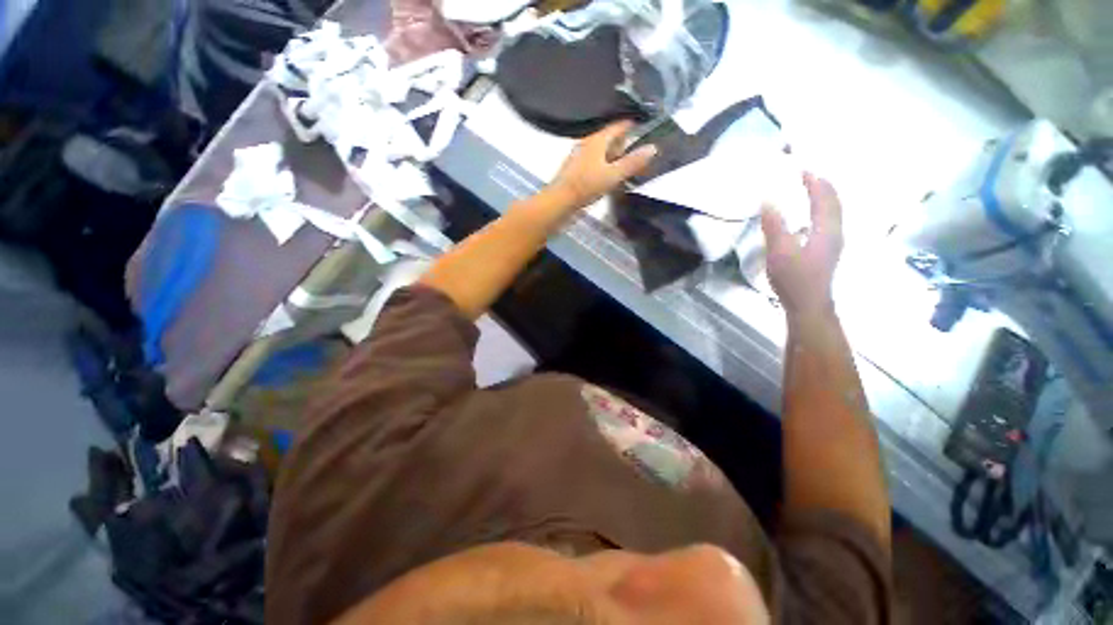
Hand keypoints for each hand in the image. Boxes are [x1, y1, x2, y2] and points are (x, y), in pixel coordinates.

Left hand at [548, 121, 657, 210]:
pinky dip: (604, 166)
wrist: (559, 202)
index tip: (646, 128)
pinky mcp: (575, 170)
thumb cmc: (586, 186)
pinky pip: (594, 163)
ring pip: (601, 152)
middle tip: (639, 152)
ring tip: (627, 165)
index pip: (618, 126)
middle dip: (624, 143)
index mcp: (597, 140)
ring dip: (614, 156)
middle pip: (609, 139)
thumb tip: (653, 147)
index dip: (632, 125)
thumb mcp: (613, 175)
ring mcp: (579, 157)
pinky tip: (609, 177)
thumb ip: (632, 162)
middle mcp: (587, 144)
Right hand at [760, 173, 843, 319]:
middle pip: (835, 203)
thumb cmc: (794, 278)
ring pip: (834, 214)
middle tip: (810, 177)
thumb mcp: (779, 251)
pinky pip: (829, 223)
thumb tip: (768, 200)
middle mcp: (835, 232)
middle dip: (824, 187)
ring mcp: (833, 244)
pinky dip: (822, 212)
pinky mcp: (827, 253)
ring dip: (825, 199)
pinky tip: (810, 220)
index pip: (824, 198)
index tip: (803, 169)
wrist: (808, 305)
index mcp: (826, 229)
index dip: (815, 182)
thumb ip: (774, 225)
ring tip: (813, 192)